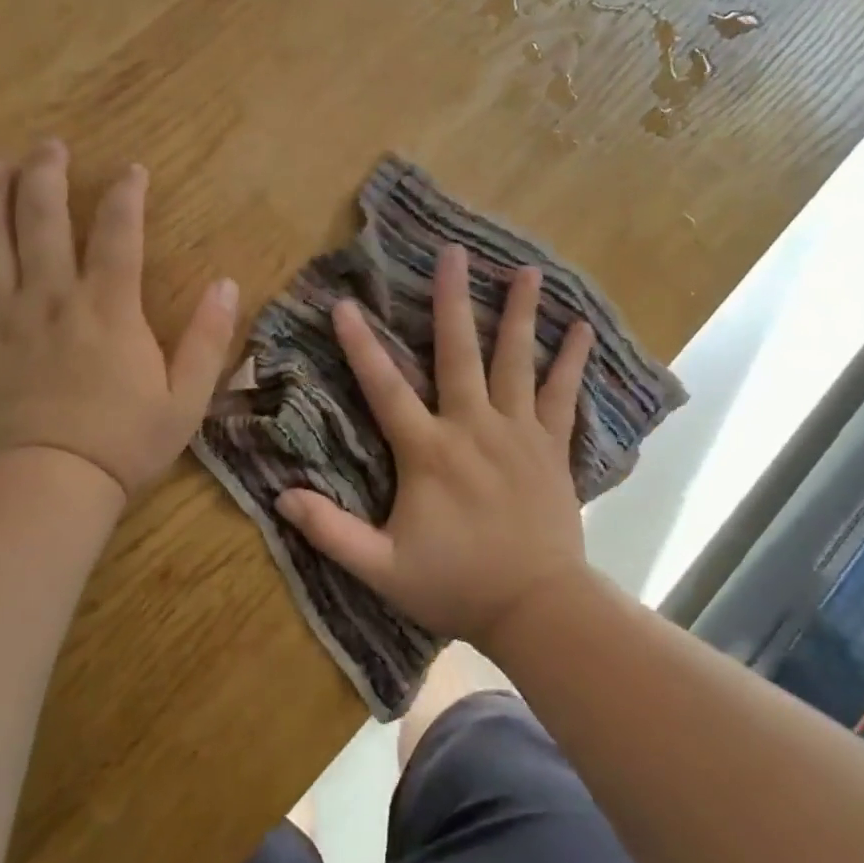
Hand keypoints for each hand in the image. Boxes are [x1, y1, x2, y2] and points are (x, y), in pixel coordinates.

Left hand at [0, 140, 238, 500]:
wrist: (49, 487)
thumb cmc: (124, 443)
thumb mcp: (186, 397)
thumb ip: (207, 338)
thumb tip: (227, 284)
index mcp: (108, 308)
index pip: (118, 234)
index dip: (125, 195)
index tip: (131, 169)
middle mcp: (52, 299)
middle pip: (42, 221)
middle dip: (45, 177)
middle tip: (47, 145)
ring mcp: (3, 320)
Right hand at [275, 244, 595, 649]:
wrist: (537, 608)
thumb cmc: (456, 586)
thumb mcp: (382, 568)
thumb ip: (331, 532)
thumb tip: (280, 496)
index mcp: (428, 451)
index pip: (385, 388)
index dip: (361, 345)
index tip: (346, 303)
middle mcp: (473, 427)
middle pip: (459, 353)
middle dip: (452, 301)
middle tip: (452, 253)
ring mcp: (518, 433)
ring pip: (517, 362)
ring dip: (520, 314)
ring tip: (527, 270)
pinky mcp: (551, 446)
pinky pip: (564, 395)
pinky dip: (572, 361)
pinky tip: (582, 329)